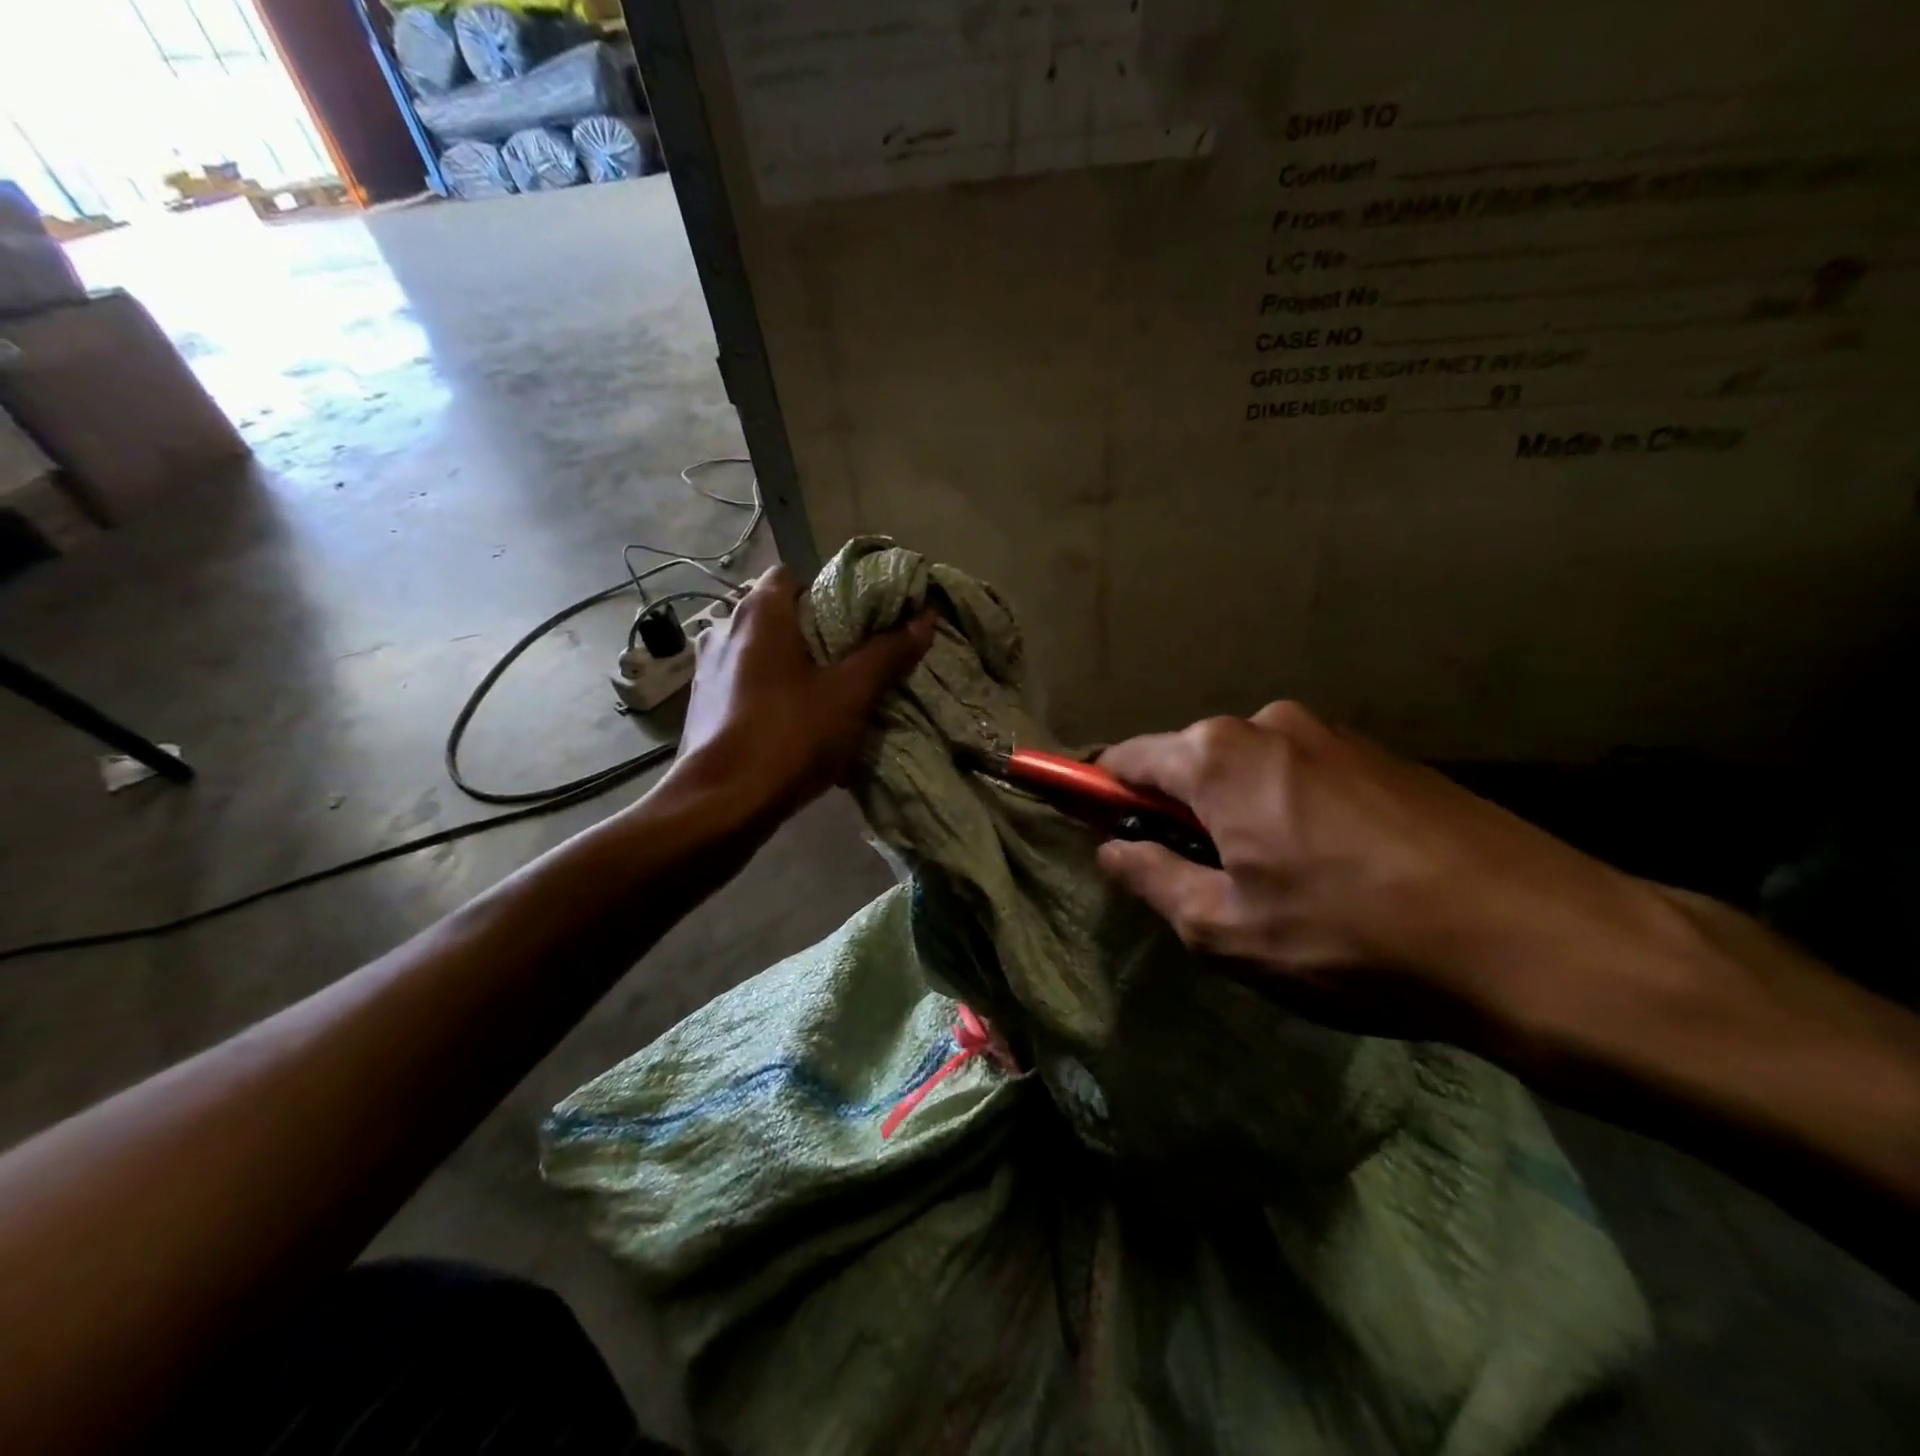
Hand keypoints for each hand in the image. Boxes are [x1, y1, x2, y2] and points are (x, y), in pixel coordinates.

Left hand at [672, 565, 934, 813]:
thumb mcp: (850, 694)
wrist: (721, 803)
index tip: (855, 623)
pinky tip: (792, 725)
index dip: (826, 593)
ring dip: (790, 667)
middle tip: (849, 662)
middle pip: (778, 616)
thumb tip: (924, 617)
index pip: (792, 576)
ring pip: (761, 653)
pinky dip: (769, 694)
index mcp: (759, 612)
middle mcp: (724, 628)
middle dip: (813, 635)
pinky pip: (744, 684)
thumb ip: (887, 652)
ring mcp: (706, 668)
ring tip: (824, 696)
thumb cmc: (789, 735)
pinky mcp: (702, 704)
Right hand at [1094, 703, 1703, 1061]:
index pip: (1127, 759)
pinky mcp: (1385, 755)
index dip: (1100, 793)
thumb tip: (1112, 850)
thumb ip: (1152, 880)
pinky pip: (1304, 777)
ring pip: (1250, 772)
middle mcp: (1271, 724)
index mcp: (1219, 757)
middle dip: (1179, 813)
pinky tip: (1333, 870)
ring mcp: (1334, 734)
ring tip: (1277, 885)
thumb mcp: (1227, 930)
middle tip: (1200, 883)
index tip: (1098, 828)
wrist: (1536, 938)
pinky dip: (1290, 812)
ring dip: (1237, 815)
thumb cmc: (1352, 938)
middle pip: (1191, 763)